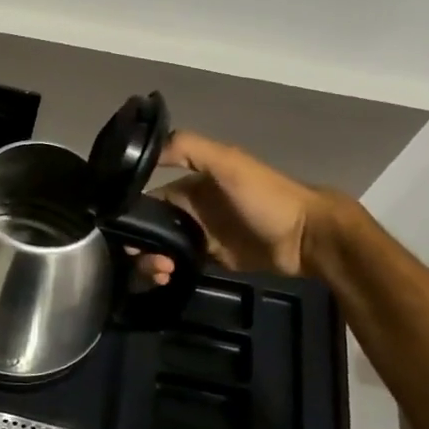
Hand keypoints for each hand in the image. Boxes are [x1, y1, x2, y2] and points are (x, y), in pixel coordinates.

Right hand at [141, 129, 332, 282]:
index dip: (131, 214)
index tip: (121, 231)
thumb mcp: (228, 163)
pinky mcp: (211, 263)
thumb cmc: (266, 198)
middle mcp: (191, 211)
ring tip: (161, 273)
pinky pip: (178, 267)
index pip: (147, 199)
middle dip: (138, 244)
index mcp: (191, 186)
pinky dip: (165, 274)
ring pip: (160, 250)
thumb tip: (143, 149)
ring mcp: (201, 239)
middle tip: (144, 259)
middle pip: (150, 228)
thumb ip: (188, 149)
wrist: (307, 240)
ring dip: (150, 262)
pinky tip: (167, 279)